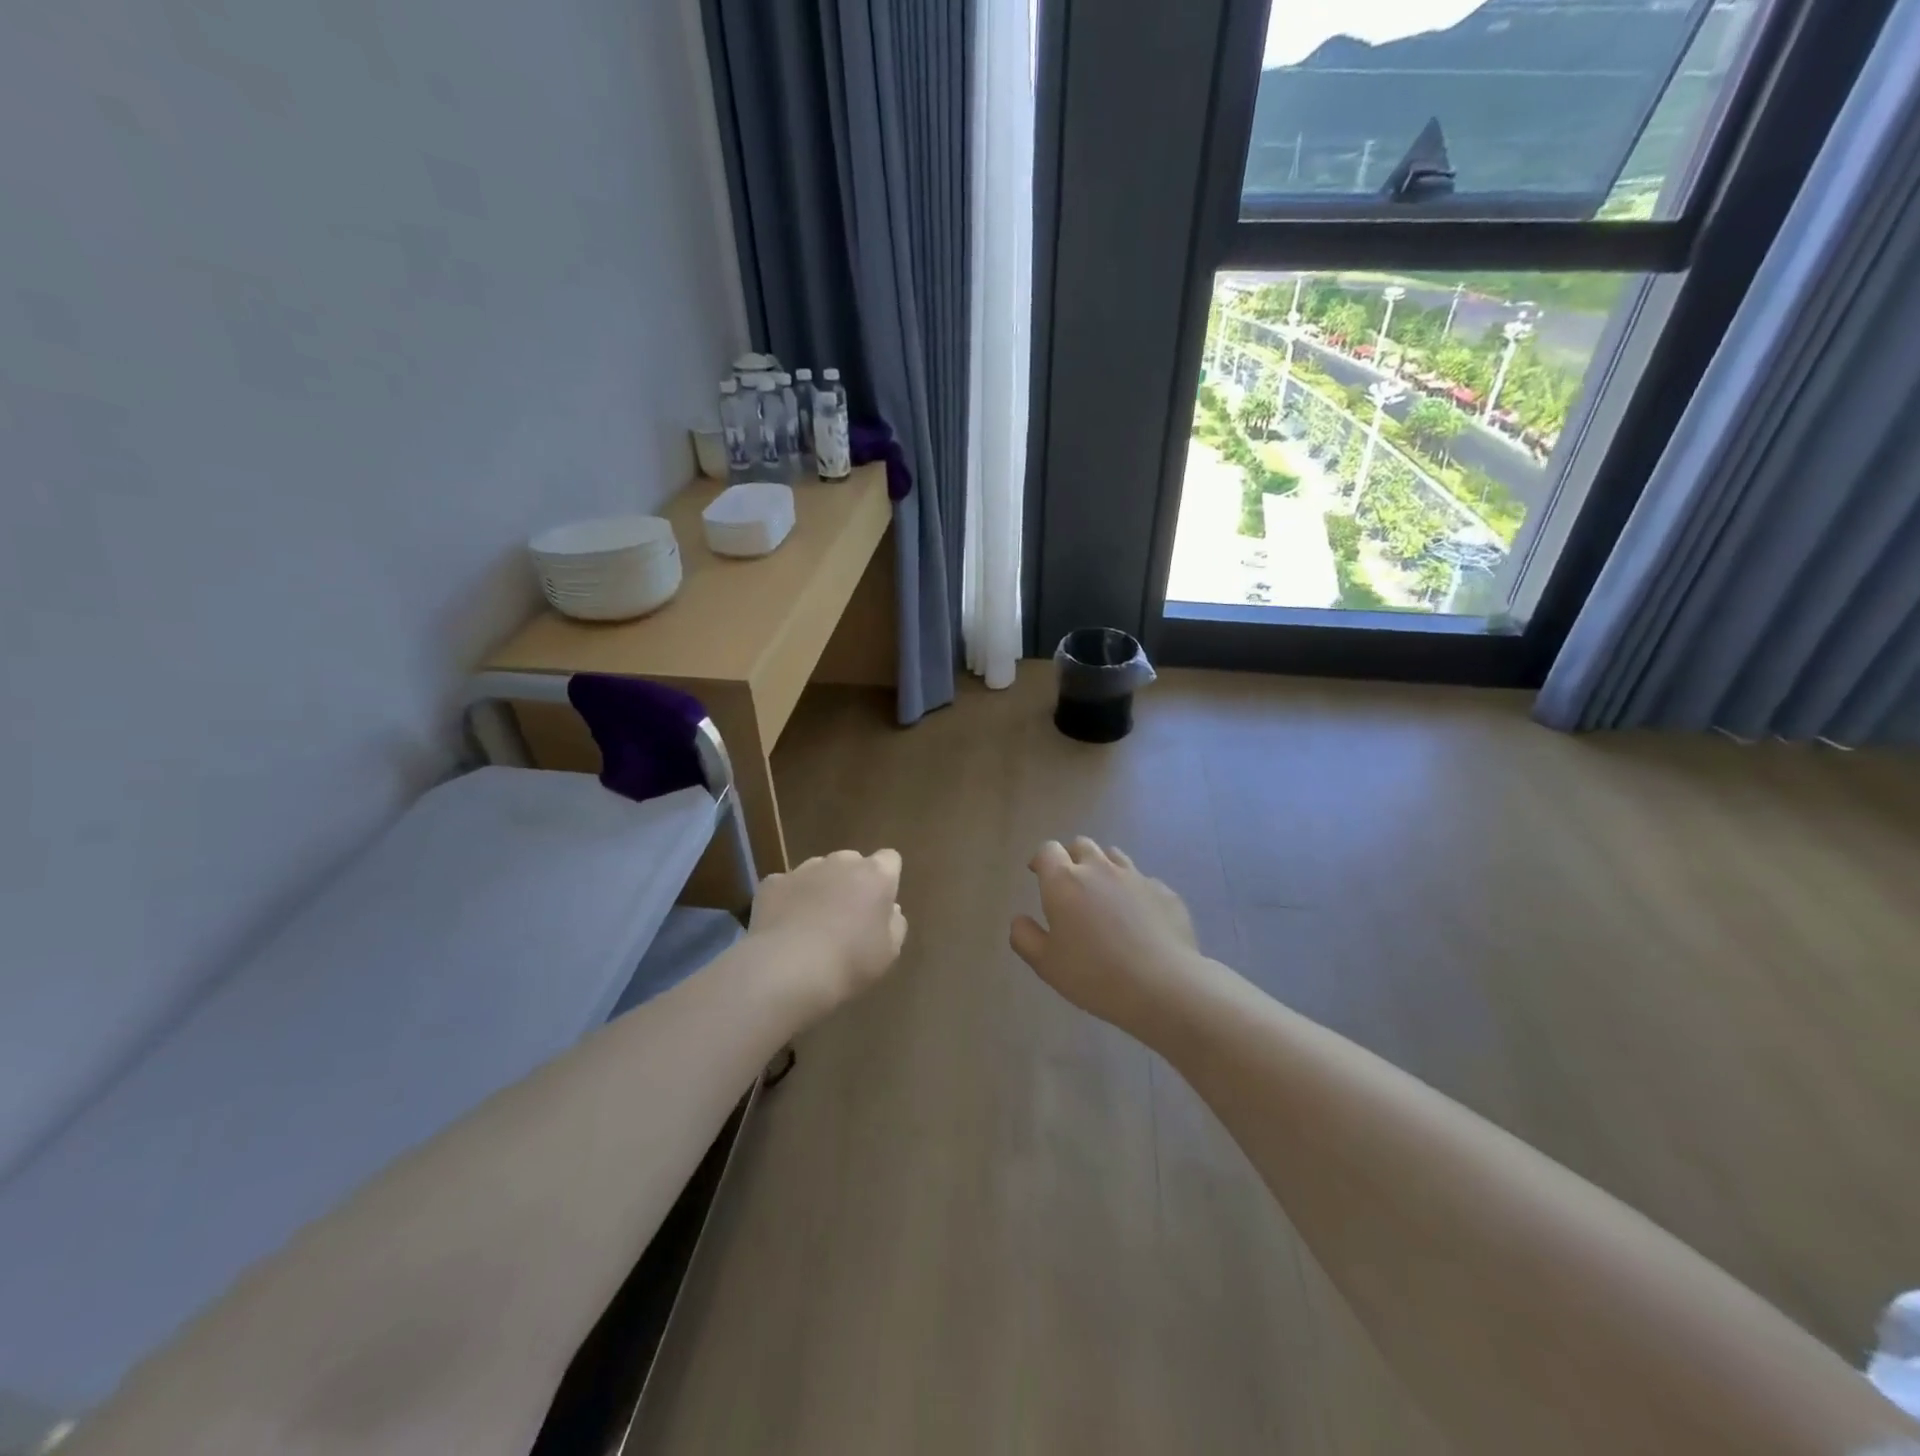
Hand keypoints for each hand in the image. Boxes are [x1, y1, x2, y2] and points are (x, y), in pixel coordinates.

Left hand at [749, 849, 907, 1017]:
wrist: (788, 969)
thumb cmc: (849, 962)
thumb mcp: (889, 952)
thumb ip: (894, 924)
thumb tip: (890, 910)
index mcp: (875, 875)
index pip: (889, 859)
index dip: (886, 878)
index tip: (881, 902)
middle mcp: (841, 862)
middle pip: (852, 862)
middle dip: (851, 882)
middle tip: (847, 917)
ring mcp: (803, 869)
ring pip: (818, 871)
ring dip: (820, 888)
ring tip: (812, 925)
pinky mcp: (772, 883)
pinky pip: (786, 886)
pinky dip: (788, 900)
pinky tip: (785, 928)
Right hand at [1010, 839, 1202, 1034]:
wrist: (1163, 986)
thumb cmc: (1095, 975)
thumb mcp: (1046, 965)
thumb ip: (1024, 937)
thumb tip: (1019, 919)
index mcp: (1064, 882)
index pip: (1048, 850)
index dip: (1042, 859)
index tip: (1038, 874)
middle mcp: (1099, 869)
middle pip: (1081, 845)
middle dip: (1072, 858)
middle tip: (1070, 884)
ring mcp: (1135, 877)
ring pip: (1114, 856)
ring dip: (1103, 868)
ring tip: (1104, 896)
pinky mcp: (1164, 891)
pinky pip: (1143, 881)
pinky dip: (1134, 891)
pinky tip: (1139, 918)